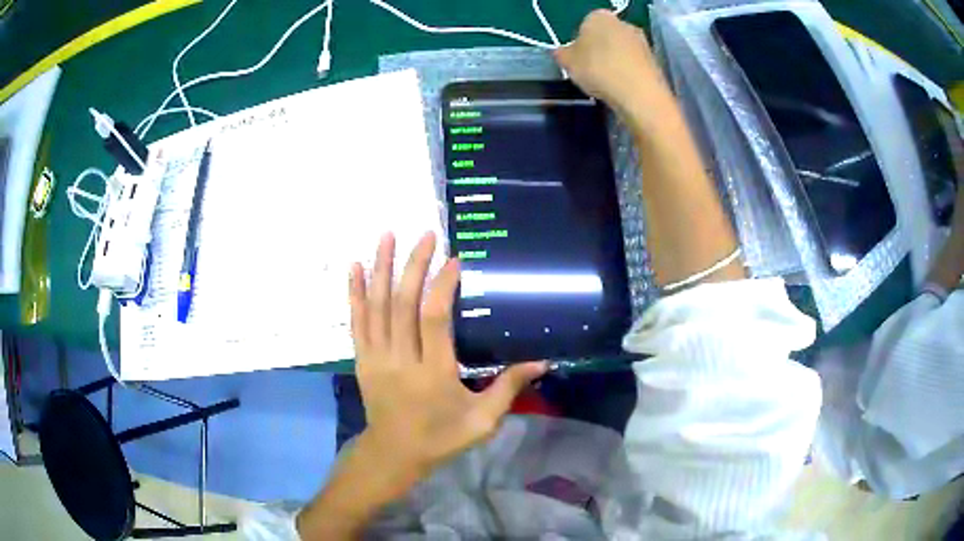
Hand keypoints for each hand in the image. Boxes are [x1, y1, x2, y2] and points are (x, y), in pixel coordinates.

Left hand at [349, 232, 546, 477]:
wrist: (394, 453)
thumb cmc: (441, 437)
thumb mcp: (482, 421)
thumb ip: (508, 388)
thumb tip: (542, 362)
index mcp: (432, 372)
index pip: (434, 319)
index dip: (442, 285)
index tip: (454, 259)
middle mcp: (401, 359)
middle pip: (403, 304)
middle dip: (414, 265)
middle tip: (425, 234)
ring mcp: (376, 357)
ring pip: (377, 306)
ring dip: (381, 268)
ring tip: (387, 235)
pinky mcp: (362, 359)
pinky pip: (357, 321)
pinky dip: (355, 292)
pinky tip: (355, 267)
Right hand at [554, 10, 672, 124]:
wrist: (639, 93)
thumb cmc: (598, 70)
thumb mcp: (567, 62)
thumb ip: (562, 54)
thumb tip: (562, 52)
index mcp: (598, 16)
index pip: (584, 26)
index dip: (578, 44)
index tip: (577, 61)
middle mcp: (622, 22)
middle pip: (605, 37)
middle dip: (599, 51)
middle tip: (591, 72)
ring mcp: (641, 40)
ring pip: (620, 51)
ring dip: (614, 63)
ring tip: (607, 83)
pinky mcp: (654, 59)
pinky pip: (633, 65)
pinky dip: (627, 74)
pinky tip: (622, 87)